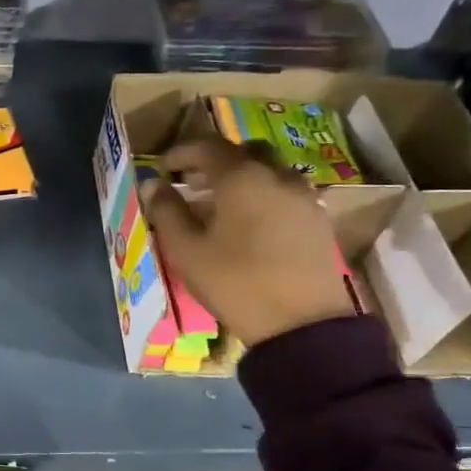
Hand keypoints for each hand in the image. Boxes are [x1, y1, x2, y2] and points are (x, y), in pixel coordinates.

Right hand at [139, 139, 357, 347]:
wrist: (301, 323)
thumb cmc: (235, 283)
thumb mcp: (187, 251)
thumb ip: (167, 212)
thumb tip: (152, 185)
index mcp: (242, 178)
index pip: (208, 147)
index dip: (181, 153)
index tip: (163, 168)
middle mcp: (277, 176)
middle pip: (244, 153)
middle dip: (215, 162)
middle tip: (193, 182)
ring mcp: (304, 197)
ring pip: (269, 172)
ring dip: (242, 179)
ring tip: (220, 206)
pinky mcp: (317, 221)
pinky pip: (285, 194)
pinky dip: (262, 196)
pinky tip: (249, 224)